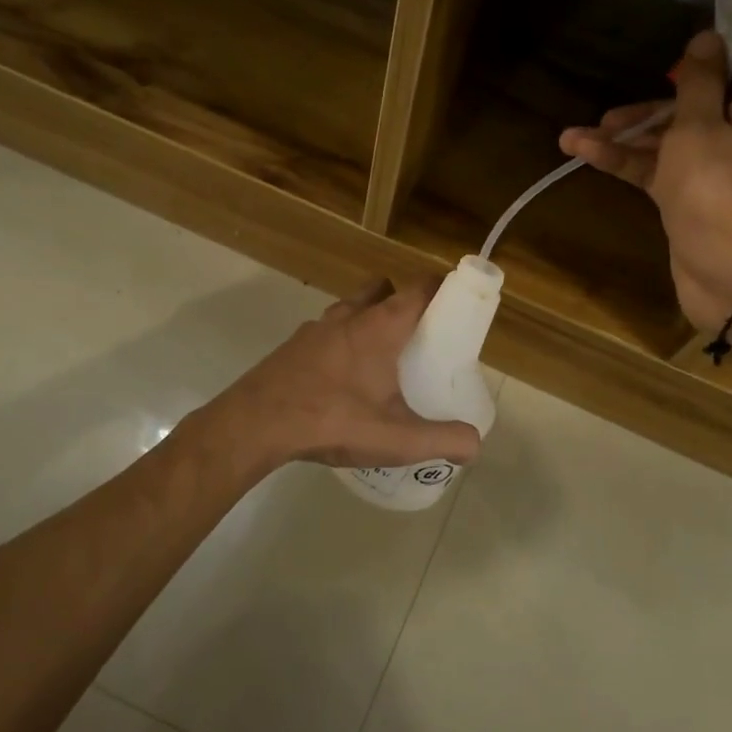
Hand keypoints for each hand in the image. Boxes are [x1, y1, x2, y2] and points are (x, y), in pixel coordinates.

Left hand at [213, 278, 483, 470]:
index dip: (443, 290)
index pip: (420, 288)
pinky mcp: (293, 346)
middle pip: (383, 289)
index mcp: (381, 326)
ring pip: (351, 308)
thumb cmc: (332, 419)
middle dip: (402, 303)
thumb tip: (474, 444)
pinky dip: (340, 344)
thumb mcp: (396, 438)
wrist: (256, 424)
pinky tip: (341, 382)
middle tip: (415, 339)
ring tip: (379, 363)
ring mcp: (316, 328)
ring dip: (368, 322)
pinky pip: (326, 332)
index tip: (456, 308)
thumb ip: (443, 439)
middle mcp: (349, 315)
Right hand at [560, 31, 731, 332]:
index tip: (676, 63)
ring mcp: (713, 174)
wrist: (731, 271)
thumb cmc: (718, 188)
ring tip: (574, 137)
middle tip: (609, 114)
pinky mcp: (689, 204)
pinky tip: (583, 154)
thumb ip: (699, 82)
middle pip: (692, 111)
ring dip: (624, 140)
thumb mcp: (700, 125)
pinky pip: (656, 173)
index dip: (710, 67)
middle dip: (647, 111)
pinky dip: (625, 164)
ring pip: (667, 145)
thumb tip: (708, 36)